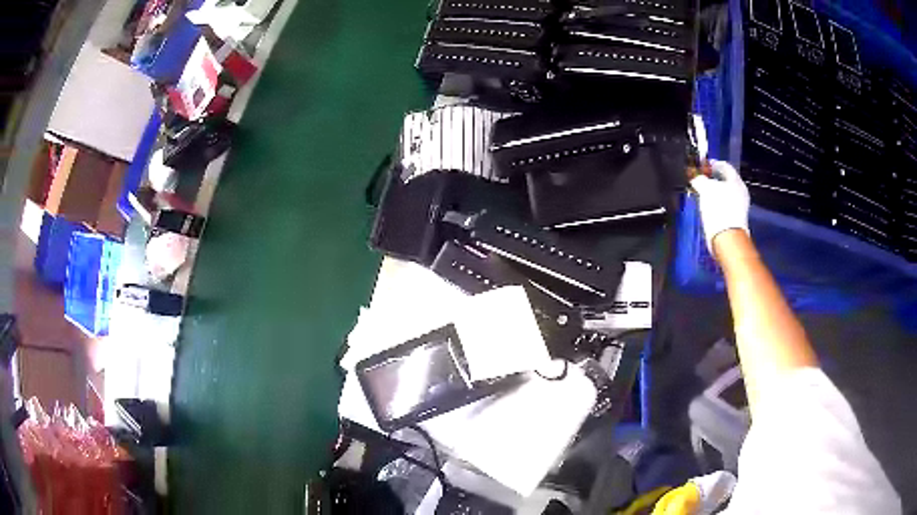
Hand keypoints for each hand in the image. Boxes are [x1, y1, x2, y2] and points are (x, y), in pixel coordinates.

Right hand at [690, 160, 749, 254]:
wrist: (726, 237)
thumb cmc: (718, 207)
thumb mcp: (705, 188)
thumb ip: (700, 179)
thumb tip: (696, 178)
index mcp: (736, 181)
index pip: (725, 166)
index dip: (712, 164)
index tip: (702, 166)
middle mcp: (741, 192)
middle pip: (725, 180)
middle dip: (713, 179)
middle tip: (702, 179)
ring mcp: (739, 207)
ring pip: (725, 193)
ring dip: (714, 192)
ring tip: (702, 194)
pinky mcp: (734, 219)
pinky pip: (724, 206)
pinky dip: (716, 204)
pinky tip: (708, 207)